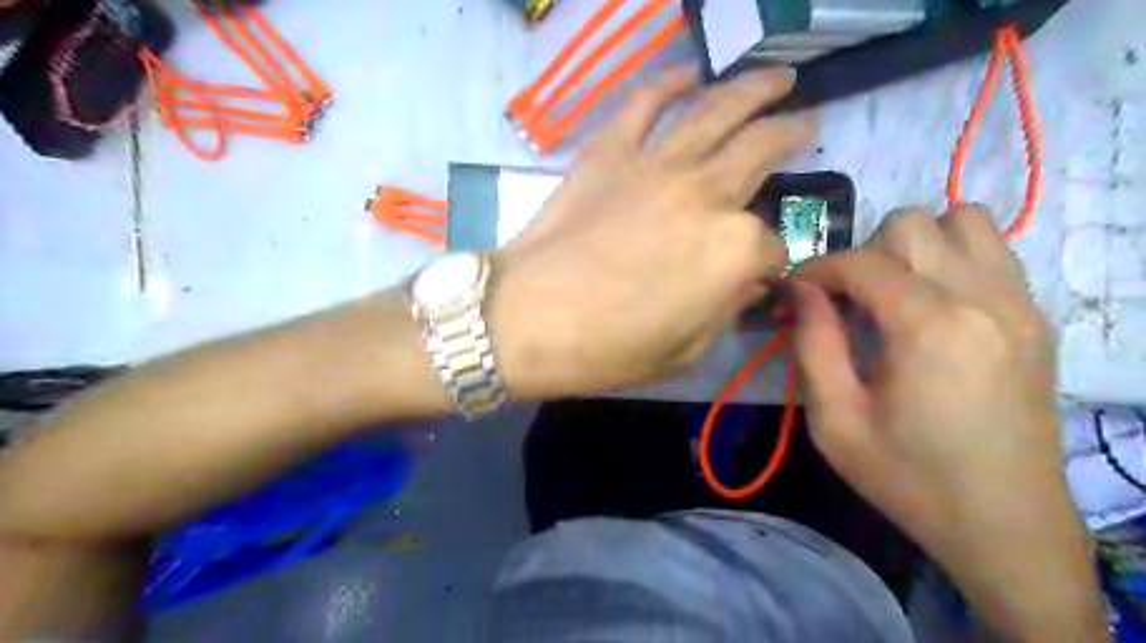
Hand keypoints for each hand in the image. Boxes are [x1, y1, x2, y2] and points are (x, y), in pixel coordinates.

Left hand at [489, 69, 814, 402]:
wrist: (525, 319)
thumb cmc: (606, 348)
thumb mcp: (684, 350)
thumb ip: (727, 309)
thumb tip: (749, 283)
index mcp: (732, 250)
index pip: (771, 245)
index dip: (771, 261)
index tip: (761, 271)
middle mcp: (705, 194)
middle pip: (762, 150)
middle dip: (792, 133)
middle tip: (807, 121)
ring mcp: (656, 166)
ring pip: (717, 111)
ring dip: (754, 88)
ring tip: (777, 77)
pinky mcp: (610, 153)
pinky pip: (644, 104)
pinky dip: (668, 82)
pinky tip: (689, 71)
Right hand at [793, 207, 1105, 642]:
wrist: (1006, 526)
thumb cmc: (908, 477)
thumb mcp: (835, 420)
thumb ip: (813, 343)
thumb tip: (800, 289)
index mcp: (929, 325)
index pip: (861, 260)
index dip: (816, 269)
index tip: (793, 293)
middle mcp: (982, 297)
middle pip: (911, 224)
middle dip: (863, 252)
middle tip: (844, 300)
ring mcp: (1018, 303)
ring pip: (962, 221)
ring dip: (914, 245)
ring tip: (891, 292)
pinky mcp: (1035, 318)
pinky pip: (992, 251)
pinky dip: (950, 257)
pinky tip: (930, 305)